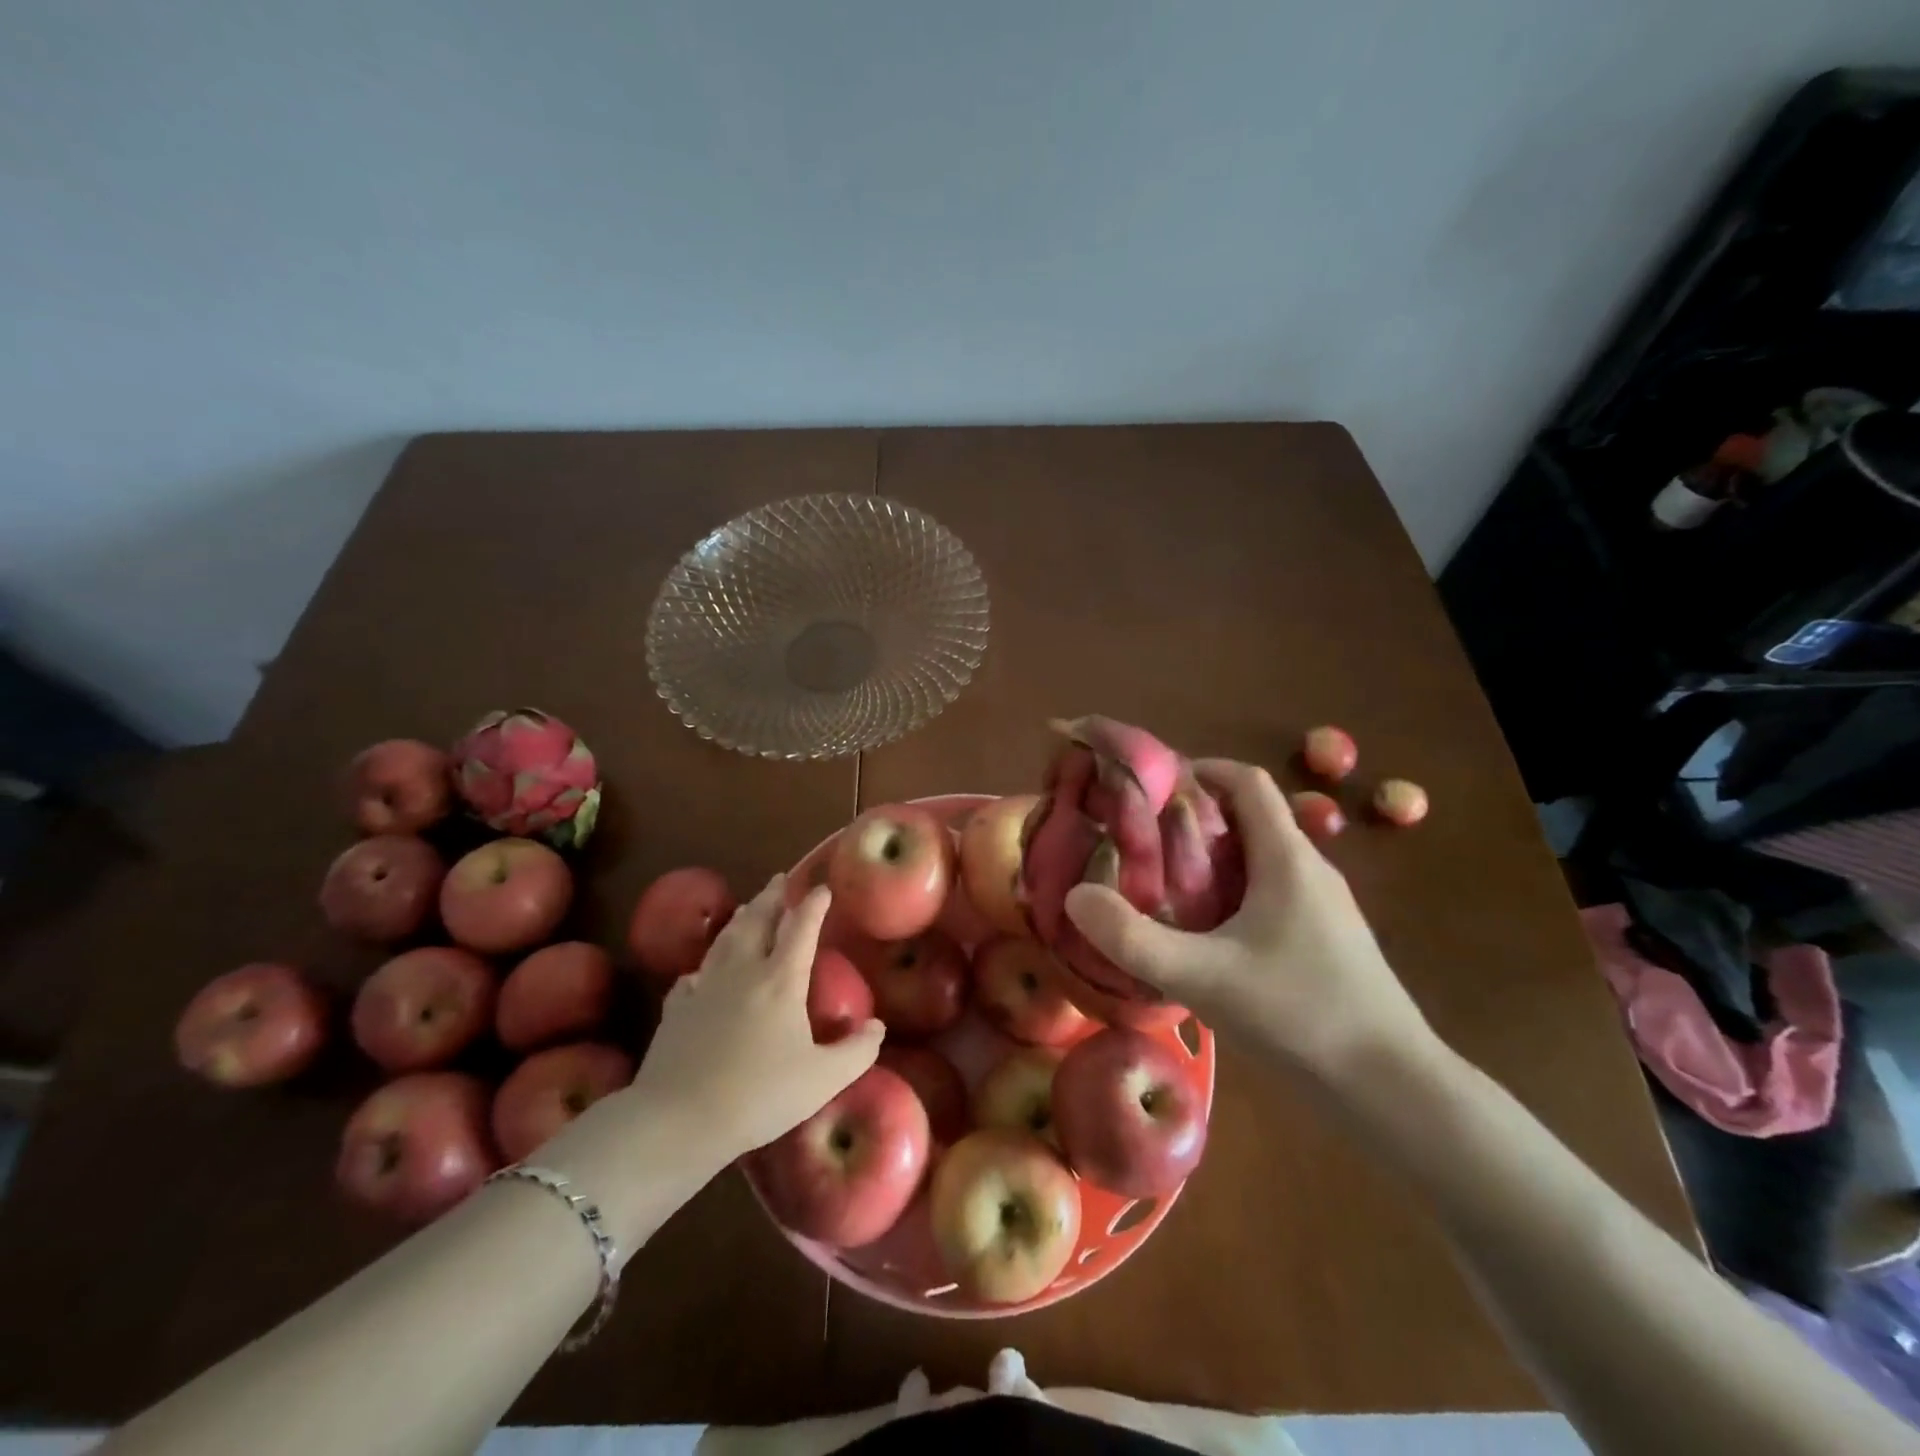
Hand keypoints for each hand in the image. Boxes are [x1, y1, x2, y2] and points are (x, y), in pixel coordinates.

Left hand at [630, 875, 883, 1160]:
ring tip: (749, 906)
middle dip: (772, 897)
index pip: (800, 928)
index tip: (822, 888)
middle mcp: (743, 971)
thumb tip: (877, 1027)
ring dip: (741, 918)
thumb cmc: (759, 1096)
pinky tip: (703, 971)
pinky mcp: (678, 1008)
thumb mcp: (822, 1080)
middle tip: (780, 879)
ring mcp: (706, 986)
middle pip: (758, 920)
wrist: (679, 1119)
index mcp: (780, 979)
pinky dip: (705, 964)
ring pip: (725, 939)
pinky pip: (694, 975)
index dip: (813, 905)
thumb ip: (856, 1052)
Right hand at [1063, 760, 1438, 1087]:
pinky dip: (1231, 891)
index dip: (1200, 769)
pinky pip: (1270, 893)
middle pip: (1249, 817)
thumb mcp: (1202, 977)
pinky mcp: (1324, 940)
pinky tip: (1203, 933)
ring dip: (1211, 857)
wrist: (1392, 1091)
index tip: (1151, 786)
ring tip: (1161, 881)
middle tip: (1140, 838)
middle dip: (1193, 817)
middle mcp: (1309, 869)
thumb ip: (1132, 938)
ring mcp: (1322, 907)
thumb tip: (1074, 895)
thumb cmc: (1299, 1015)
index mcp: (1287, 858)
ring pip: (1259, 858)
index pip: (1247, 781)